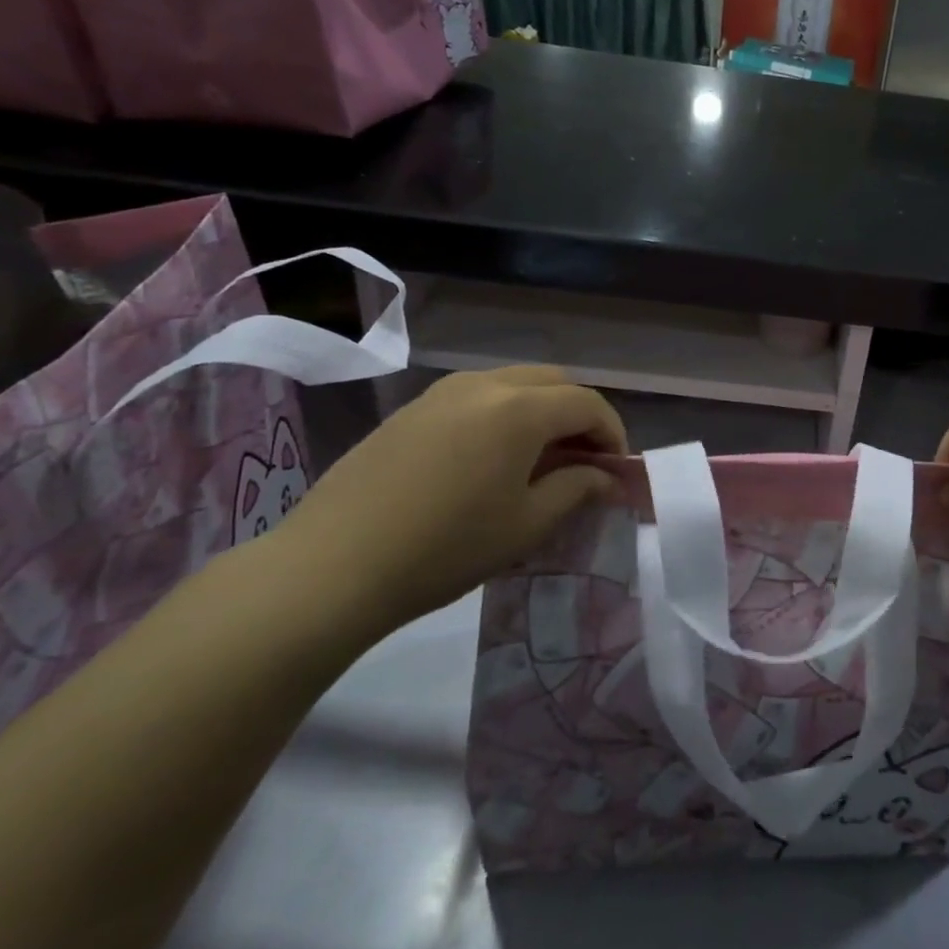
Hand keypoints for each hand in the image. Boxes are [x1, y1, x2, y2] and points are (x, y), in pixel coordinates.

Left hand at [274, 367, 625, 628]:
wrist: (331, 567)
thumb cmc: (446, 548)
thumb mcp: (527, 524)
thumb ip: (578, 489)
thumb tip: (609, 478)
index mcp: (520, 409)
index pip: (587, 403)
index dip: (612, 433)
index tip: (616, 471)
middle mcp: (484, 385)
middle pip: (553, 382)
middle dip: (578, 415)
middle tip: (582, 461)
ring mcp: (441, 393)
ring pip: (512, 384)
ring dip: (540, 411)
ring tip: (538, 460)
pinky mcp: (411, 411)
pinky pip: (475, 397)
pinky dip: (502, 415)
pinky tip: (489, 460)